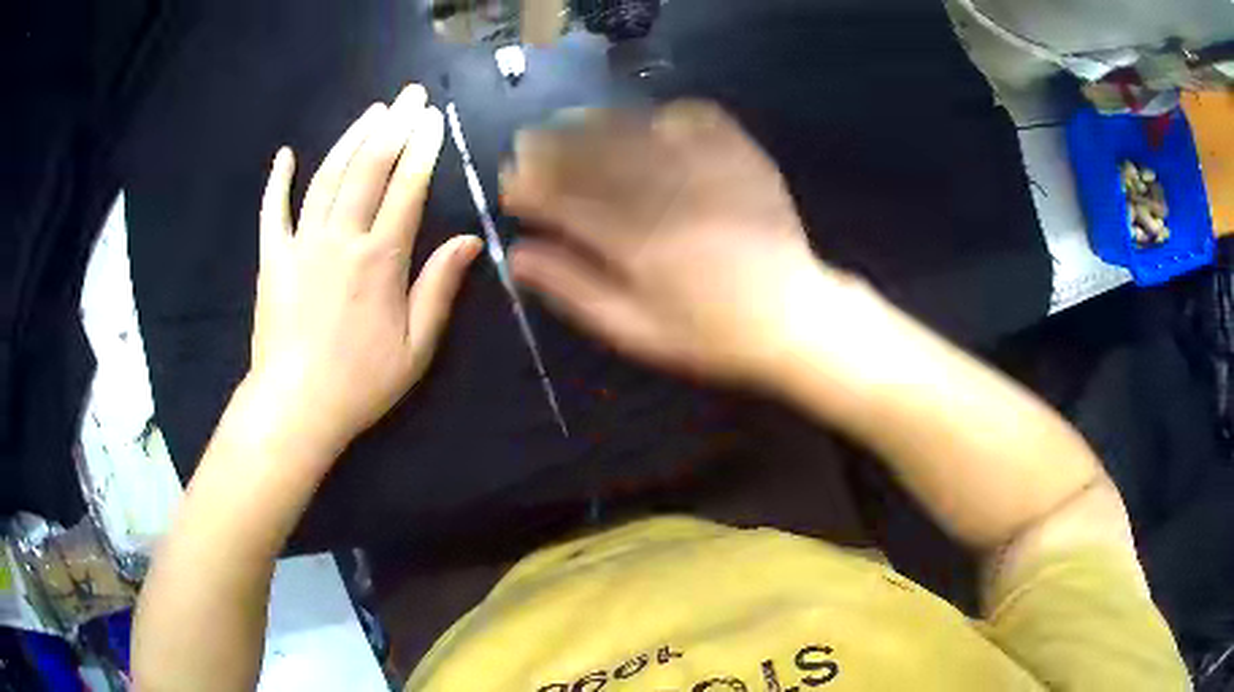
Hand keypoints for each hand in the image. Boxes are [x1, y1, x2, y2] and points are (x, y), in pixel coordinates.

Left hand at [247, 84, 480, 454]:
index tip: (435, 118)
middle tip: (410, 95)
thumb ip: (440, 287)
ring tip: (371, 112)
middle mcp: (341, 239)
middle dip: (394, 126)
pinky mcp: (273, 258)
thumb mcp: (417, 346)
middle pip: (369, 168)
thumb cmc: (361, 382)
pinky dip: (278, 181)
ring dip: (350, 139)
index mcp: (381, 260)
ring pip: (327, 177)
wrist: (295, 407)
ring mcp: (301, 244)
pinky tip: (285, 155)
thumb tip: (471, 239)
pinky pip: (273, 211)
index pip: (407, 188)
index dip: (424, 148)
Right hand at [503, 101, 834, 386]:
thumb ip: (574, 289)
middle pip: (593, 154)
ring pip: (636, 129)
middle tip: (528, 141)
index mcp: (635, 243)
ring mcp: (706, 170)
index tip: (509, 181)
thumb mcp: (634, 329)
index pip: (562, 199)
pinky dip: (665, 113)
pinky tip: (648, 120)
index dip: (527, 185)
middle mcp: (665, 195)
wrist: (793, 318)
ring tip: (570, 120)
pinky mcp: (741, 157)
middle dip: (550, 144)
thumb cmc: (709, 334)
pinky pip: (696, 118)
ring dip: (595, 121)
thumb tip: (517, 255)